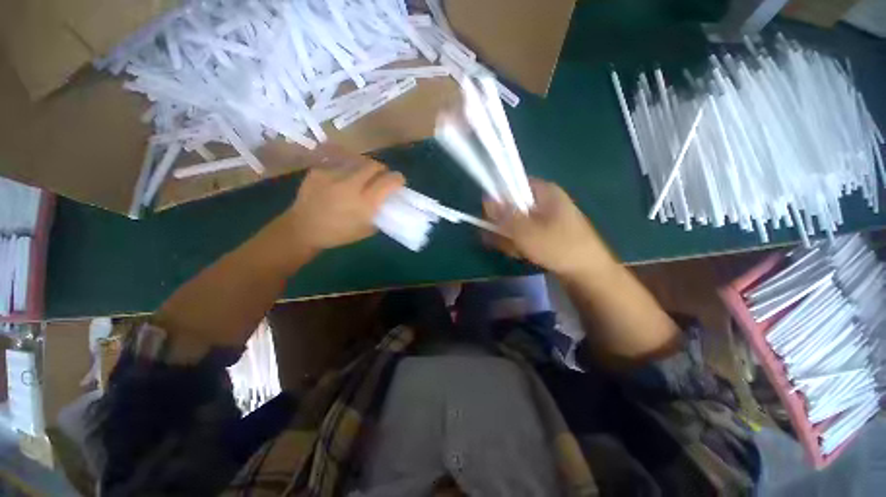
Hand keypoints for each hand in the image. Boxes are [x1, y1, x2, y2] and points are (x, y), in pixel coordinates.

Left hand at [285, 158, 404, 250]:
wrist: (303, 229)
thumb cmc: (338, 234)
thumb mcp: (366, 230)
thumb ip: (379, 214)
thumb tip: (386, 202)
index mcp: (365, 202)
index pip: (389, 181)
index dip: (398, 178)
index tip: (399, 181)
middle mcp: (351, 185)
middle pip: (374, 165)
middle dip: (382, 169)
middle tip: (381, 176)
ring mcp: (333, 175)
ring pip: (357, 161)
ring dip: (364, 168)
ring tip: (361, 176)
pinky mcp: (319, 170)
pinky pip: (339, 165)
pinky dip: (346, 171)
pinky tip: (341, 180)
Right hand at [484, 178, 613, 276]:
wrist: (587, 273)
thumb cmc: (559, 247)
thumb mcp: (527, 231)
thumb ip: (504, 215)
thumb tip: (486, 199)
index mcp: (544, 191)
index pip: (512, 185)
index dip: (497, 199)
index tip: (491, 217)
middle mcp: (544, 200)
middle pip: (511, 206)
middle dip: (503, 225)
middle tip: (503, 239)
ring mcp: (545, 217)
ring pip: (516, 221)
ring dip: (509, 237)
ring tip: (516, 251)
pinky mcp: (545, 231)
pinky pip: (523, 232)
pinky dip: (518, 242)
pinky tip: (521, 254)